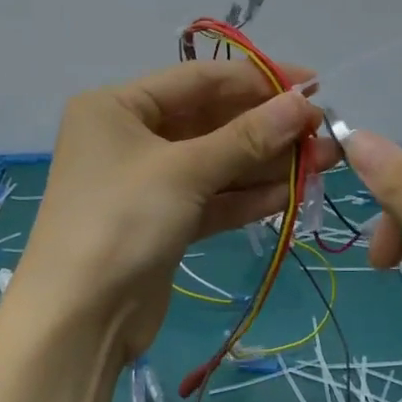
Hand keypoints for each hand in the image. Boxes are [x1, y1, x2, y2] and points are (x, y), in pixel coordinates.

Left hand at [15, 60, 333, 359]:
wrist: (77, 322)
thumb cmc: (122, 222)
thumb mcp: (186, 171)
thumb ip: (248, 136)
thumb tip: (304, 104)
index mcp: (118, 106)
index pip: (200, 79)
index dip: (259, 79)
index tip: (313, 86)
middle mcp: (131, 137)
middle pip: (211, 121)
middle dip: (267, 127)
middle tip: (323, 131)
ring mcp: (147, 182)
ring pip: (217, 162)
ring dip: (267, 162)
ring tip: (323, 161)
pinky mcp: (164, 222)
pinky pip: (212, 197)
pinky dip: (248, 196)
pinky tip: (293, 192)